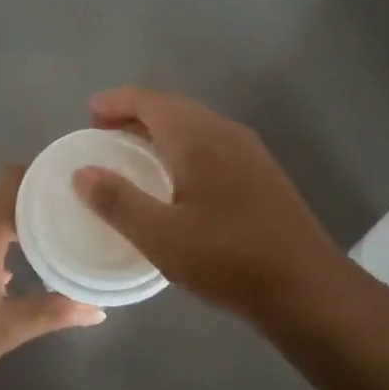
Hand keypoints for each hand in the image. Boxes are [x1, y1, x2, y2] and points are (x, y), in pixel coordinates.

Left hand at [0, 166, 104, 389]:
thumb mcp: (7, 329)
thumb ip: (54, 312)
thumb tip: (98, 310)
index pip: (12, 181)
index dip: (42, 175)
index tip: (72, 183)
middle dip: (32, 206)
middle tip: (69, 217)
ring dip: (8, 228)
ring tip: (44, 242)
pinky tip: (3, 272)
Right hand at [73, 86, 348, 324]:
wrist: (307, 288)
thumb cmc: (229, 259)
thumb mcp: (162, 237)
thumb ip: (118, 202)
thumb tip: (81, 173)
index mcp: (199, 137)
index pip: (149, 101)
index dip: (115, 102)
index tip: (88, 115)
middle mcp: (225, 132)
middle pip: (172, 108)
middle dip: (134, 114)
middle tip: (102, 134)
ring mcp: (248, 151)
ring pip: (194, 126)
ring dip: (159, 131)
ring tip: (131, 154)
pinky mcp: (261, 173)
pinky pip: (210, 144)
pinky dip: (181, 147)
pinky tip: (174, 179)